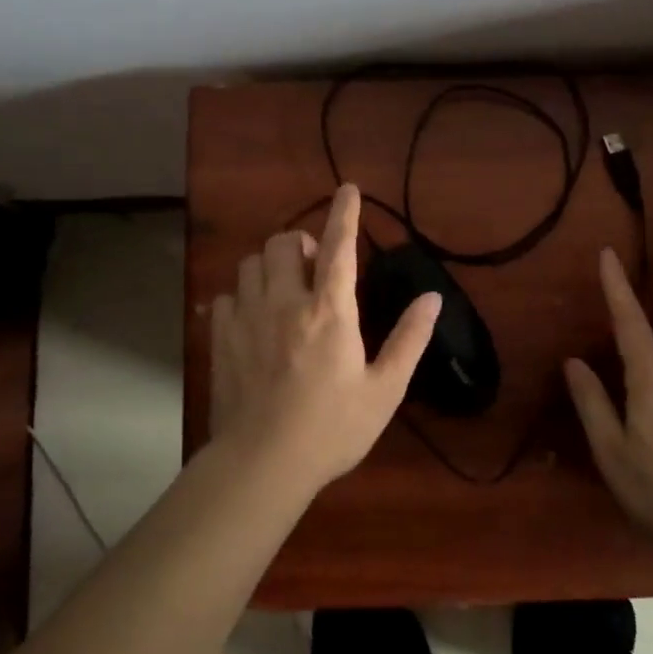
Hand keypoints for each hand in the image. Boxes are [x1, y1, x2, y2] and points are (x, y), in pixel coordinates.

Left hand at [210, 184, 441, 489]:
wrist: (262, 464)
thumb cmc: (332, 429)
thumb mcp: (384, 389)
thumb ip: (409, 339)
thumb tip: (432, 298)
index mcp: (330, 311)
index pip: (339, 246)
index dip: (345, 213)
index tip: (348, 189)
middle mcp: (285, 302)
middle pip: (284, 243)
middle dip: (301, 242)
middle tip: (316, 267)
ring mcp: (247, 318)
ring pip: (251, 263)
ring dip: (270, 265)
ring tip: (285, 288)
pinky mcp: (220, 338)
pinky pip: (225, 296)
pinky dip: (241, 296)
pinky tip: (253, 318)